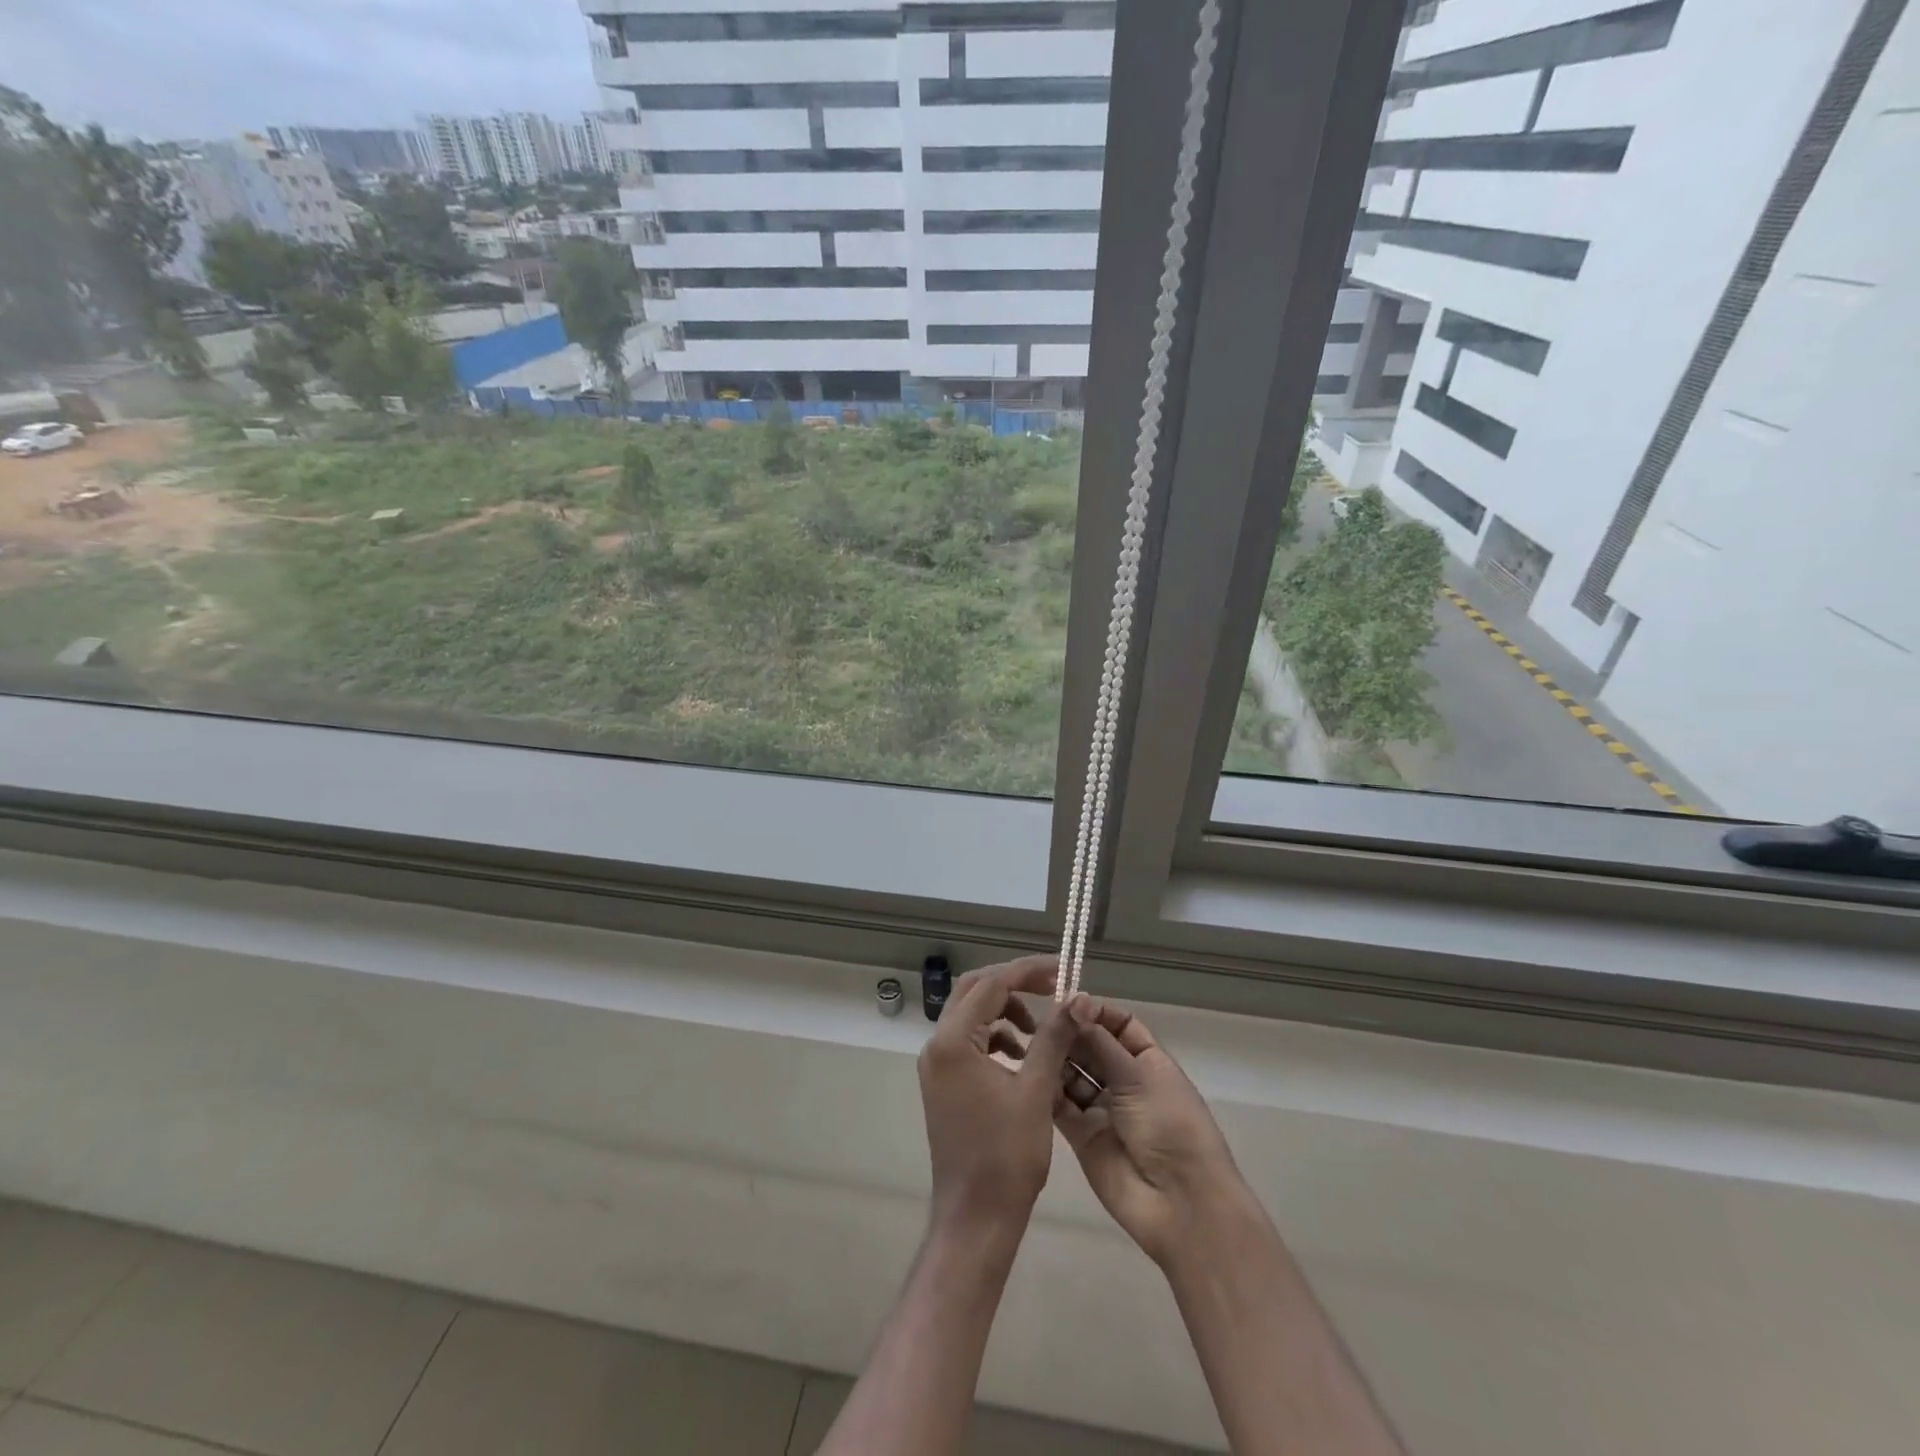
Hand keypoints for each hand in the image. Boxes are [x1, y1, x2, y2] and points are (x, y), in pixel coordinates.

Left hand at [918, 955, 1082, 1231]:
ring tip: (1042, 1029)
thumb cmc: (1007, 1155)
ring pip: (971, 1015)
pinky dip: (997, 1037)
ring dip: (1006, 1011)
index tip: (1063, 969)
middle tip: (1053, 987)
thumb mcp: (1037, 1090)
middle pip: (975, 991)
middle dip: (1015, 984)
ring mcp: (937, 1065)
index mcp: (953, 1041)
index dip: (1028, 971)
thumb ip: (1053, 1037)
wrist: (976, 1218)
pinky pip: (970, 1041)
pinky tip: (1023, 1055)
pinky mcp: (944, 1082)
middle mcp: (937, 1045)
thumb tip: (1076, 997)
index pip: (991, 984)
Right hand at [1054, 999, 1246, 1268]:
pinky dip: (1047, 1089)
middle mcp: (1124, 1080)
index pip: (1118, 1024)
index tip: (1066, 1002)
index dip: (1095, 1012)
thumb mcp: (1139, 1076)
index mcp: (1148, 1061)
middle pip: (1091, 1046)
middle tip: (1040, 1021)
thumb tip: (1075, 1002)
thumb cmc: (1169, 1127)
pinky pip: (1060, 1104)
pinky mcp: (1081, 1134)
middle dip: (1070, 1033)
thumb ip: (1101, 1041)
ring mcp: (1102, 1108)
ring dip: (1056, 1058)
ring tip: (1030, 1043)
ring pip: (1072, 1073)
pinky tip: (1030, 1073)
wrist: (1180, 1204)